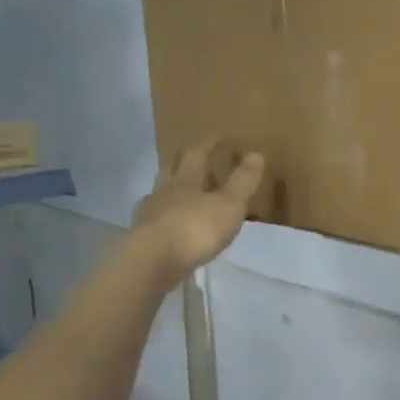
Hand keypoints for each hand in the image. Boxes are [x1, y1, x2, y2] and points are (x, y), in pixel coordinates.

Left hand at [131, 140, 264, 283]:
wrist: (152, 262)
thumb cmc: (195, 229)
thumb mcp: (229, 205)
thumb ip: (242, 181)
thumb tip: (256, 153)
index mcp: (186, 180)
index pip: (197, 155)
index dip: (209, 145)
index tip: (218, 138)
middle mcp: (164, 192)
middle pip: (171, 169)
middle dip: (182, 161)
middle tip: (191, 156)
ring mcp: (150, 215)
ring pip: (159, 194)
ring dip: (170, 189)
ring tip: (179, 191)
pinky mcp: (142, 238)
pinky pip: (155, 220)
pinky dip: (163, 217)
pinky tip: (168, 225)